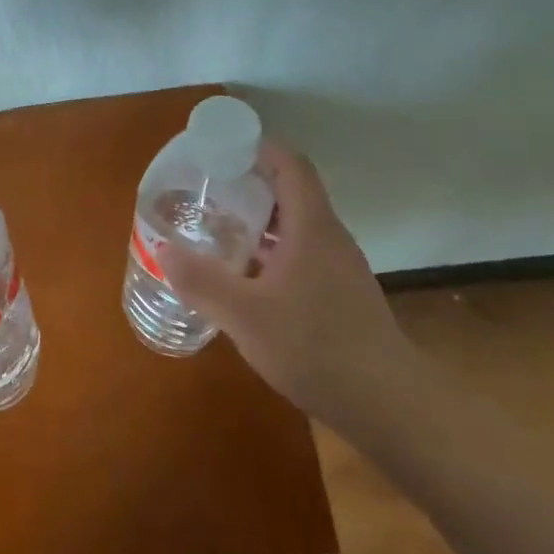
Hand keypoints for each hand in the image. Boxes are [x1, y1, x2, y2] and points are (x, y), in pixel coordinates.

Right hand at [162, 141, 415, 430]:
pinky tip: (247, 277)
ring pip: (295, 225)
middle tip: (206, 191)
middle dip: (248, 184)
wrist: (389, 405)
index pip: (289, 165)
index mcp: (311, 227)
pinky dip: (272, 250)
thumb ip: (202, 281)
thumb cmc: (316, 348)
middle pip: (290, 191)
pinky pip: (302, 253)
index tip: (220, 149)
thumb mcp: (245, 316)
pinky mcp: (341, 293)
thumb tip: (163, 249)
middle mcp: (328, 237)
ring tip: (218, 229)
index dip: (257, 148)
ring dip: (259, 220)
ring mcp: (339, 266)